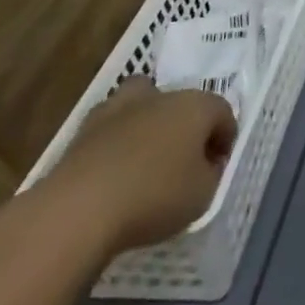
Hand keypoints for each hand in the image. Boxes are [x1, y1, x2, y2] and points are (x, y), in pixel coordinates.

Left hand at [17, 79, 236, 264]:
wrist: (79, 209)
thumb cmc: (154, 197)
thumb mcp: (203, 195)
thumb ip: (211, 174)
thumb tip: (206, 164)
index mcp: (195, 105)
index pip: (222, 112)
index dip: (225, 138)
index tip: (218, 167)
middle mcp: (161, 96)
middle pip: (182, 103)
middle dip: (188, 126)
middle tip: (185, 160)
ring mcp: (119, 108)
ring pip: (142, 103)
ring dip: (149, 122)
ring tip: (146, 156)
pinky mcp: (84, 129)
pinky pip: (111, 128)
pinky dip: (117, 141)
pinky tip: (115, 169)